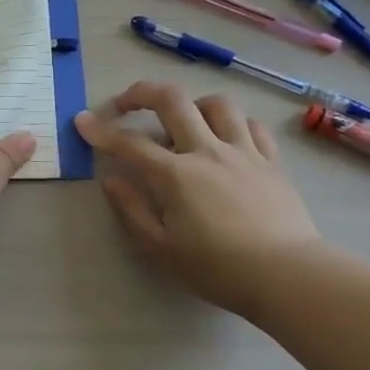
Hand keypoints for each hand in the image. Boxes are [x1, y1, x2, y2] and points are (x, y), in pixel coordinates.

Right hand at [76, 82, 322, 317]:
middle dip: (141, 93)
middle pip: (172, 101)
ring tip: (183, 119)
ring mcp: (243, 152)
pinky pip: (252, 126)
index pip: (129, 143)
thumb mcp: (160, 249)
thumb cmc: (217, 268)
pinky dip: (233, 124)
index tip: (82, 121)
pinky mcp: (272, 162)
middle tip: (125, 103)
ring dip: (192, 104)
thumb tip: (110, 179)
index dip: (101, 130)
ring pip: (216, 105)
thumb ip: (131, 210)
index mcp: (175, 174)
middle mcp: (207, 151)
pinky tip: (227, 136)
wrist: (287, 275)